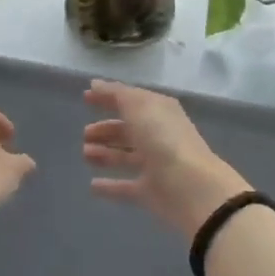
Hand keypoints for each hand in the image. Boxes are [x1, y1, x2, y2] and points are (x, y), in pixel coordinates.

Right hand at [82, 81, 250, 243]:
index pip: (131, 100)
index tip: (85, 98)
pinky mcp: (150, 191)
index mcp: (159, 111)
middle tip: (85, 133)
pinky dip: (110, 185)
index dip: (109, 97)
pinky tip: (92, 185)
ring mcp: (155, 165)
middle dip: (106, 130)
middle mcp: (158, 136)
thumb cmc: (163, 139)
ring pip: (126, 156)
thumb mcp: (138, 106)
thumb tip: (95, 84)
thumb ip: (115, 94)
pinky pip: (126, 186)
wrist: (189, 187)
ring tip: (85, 154)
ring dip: (105, 154)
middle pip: (128, 130)